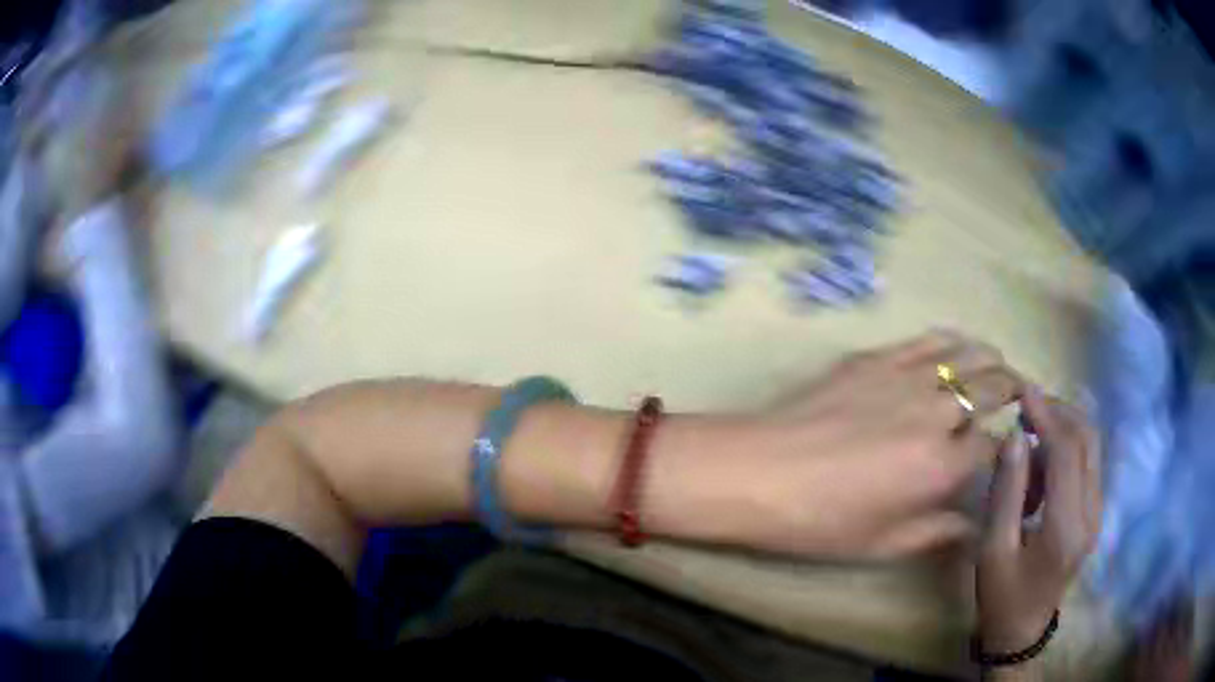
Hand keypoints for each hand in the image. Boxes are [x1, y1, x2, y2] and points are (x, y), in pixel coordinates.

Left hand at [736, 331, 1022, 558]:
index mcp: (942, 466)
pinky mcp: (877, 357)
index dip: (1009, 439)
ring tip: (998, 367)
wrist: (758, 471)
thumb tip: (972, 525)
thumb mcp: (881, 544)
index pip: (995, 442)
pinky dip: (953, 340)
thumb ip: (935, 532)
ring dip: (991, 360)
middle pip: (992, 388)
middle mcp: (936, 413)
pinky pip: (928, 339)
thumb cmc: (819, 520)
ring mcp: (908, 377)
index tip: (1013, 439)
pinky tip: (958, 345)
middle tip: (1018, 395)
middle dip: (1012, 390)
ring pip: (968, 356)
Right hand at [977, 388, 1100, 653]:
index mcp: (1065, 528)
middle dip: (1059, 413)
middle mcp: (1091, 513)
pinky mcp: (1095, 512)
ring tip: (1030, 445)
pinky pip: (1088, 463)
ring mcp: (1097, 512)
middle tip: (1027, 409)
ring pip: (1091, 447)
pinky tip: (1043, 468)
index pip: (1067, 452)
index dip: (1047, 416)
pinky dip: (1067, 449)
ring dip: (1063, 430)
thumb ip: (1006, 492)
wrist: (1022, 631)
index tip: (1024, 392)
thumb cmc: (1002, 595)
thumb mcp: (993, 549)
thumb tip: (1014, 436)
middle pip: (1087, 440)